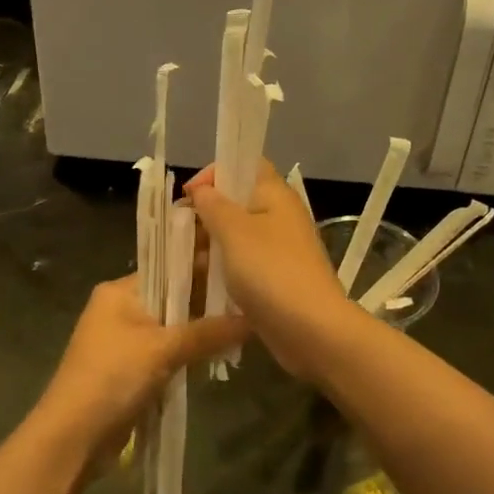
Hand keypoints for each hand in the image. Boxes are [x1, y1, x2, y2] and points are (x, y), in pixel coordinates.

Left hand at [31, 274, 244, 468]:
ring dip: (201, 331)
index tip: (239, 266)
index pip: (168, 267)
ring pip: (172, 327)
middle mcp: (121, 308)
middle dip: (206, 302)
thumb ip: (208, 332)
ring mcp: (124, 340)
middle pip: (172, 297)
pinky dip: (189, 354)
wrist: (72, 438)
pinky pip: (167, 352)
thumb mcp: (163, 349)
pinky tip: (220, 354)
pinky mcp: (130, 369)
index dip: (202, 267)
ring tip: (244, 325)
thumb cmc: (112, 377)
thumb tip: (253, 319)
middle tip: (249, 299)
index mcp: (120, 291)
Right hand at [185, 161, 359, 379]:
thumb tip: (201, 189)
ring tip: (186, 261)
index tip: (190, 195)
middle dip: (207, 213)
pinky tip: (203, 282)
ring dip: (212, 244)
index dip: (216, 171)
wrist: (312, 330)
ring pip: (238, 235)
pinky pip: (245, 263)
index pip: (245, 163)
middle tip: (181, 232)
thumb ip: (213, 205)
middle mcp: (280, 216)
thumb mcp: (233, 231)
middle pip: (238, 200)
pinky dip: (224, 268)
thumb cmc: (270, 271)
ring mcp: (280, 249)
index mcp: (276, 194)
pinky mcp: (277, 278)